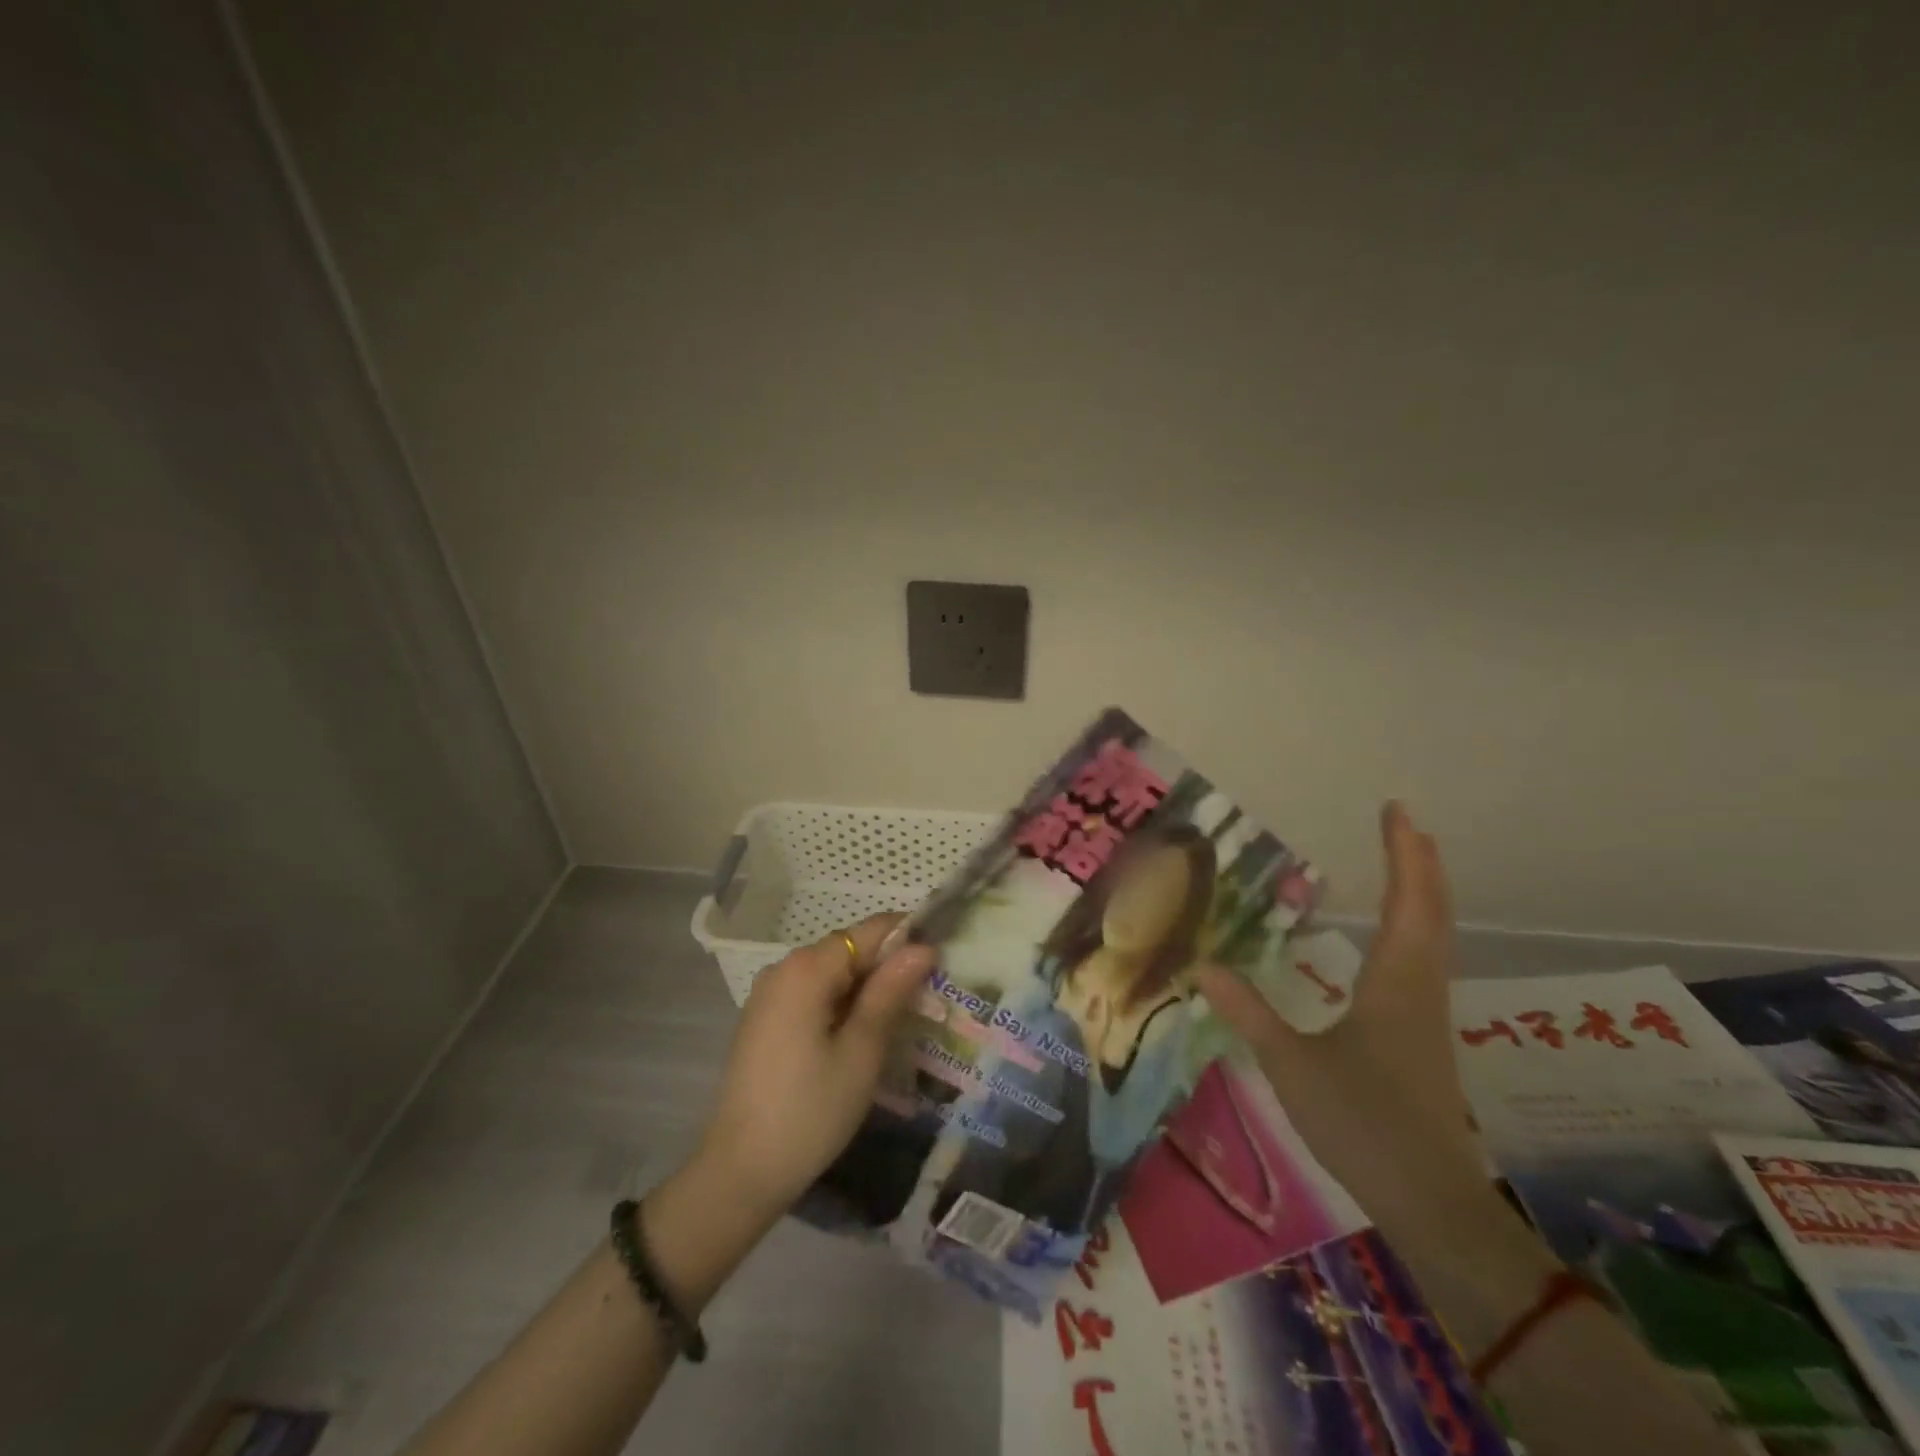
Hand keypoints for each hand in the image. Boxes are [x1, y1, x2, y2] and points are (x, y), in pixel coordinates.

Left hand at [694, 914, 934, 1220]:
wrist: (741, 1172)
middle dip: (888, 967)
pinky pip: (813, 993)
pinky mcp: (765, 1019)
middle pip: (850, 949)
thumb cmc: (811, 1111)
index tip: (941, 965)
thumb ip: (890, 991)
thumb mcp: (861, 1051)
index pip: (870, 930)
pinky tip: (860, 1038)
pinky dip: (842, 1004)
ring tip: (900, 1023)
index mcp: (807, 968)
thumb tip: (922, 946)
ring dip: (867, 988)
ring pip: (833, 972)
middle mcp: (784, 968)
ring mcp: (770, 993)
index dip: (909, 939)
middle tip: (926, 1002)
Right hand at [1197, 803, 1484, 1236]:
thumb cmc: (1362, 1122)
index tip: (1398, 811)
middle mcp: (1419, 990)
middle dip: (1421, 865)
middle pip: (1432, 914)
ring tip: (1407, 865)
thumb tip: (1201, 966)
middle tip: (1407, 825)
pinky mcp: (1423, 1038)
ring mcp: (1427, 1016)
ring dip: (1423, 894)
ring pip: (1434, 938)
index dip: (1404, 855)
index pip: (1407, 904)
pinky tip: (1396, 940)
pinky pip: (1425, 961)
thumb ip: (1248, 1012)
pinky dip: (1416, 929)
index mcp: (1394, 984)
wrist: (1429, 1200)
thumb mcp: (1292, 1064)